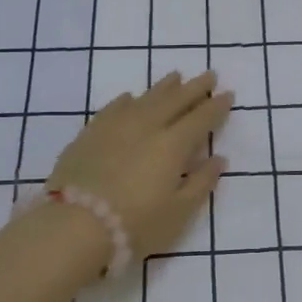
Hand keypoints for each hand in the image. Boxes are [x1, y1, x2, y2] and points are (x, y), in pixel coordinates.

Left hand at [48, 71, 231, 262]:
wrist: (73, 226)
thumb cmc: (134, 225)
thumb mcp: (178, 212)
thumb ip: (201, 183)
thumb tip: (218, 158)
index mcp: (172, 145)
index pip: (200, 119)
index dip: (216, 107)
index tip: (228, 94)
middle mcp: (146, 127)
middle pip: (175, 100)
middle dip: (194, 88)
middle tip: (209, 75)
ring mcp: (115, 126)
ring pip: (145, 98)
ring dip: (164, 87)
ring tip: (175, 76)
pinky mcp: (90, 133)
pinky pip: (113, 108)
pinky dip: (127, 100)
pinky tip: (130, 97)